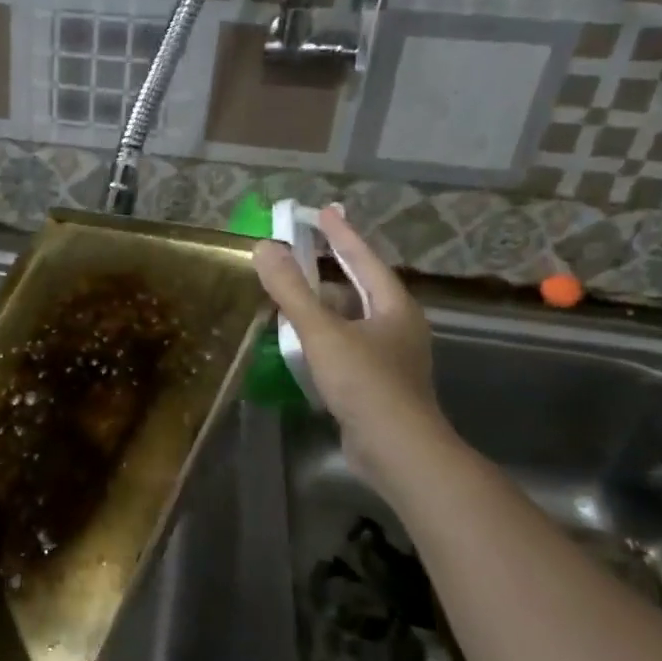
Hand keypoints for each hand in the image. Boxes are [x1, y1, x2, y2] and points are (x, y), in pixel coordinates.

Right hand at [252, 204, 449, 486]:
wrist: (397, 450)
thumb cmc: (364, 382)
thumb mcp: (322, 332)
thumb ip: (291, 290)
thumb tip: (263, 247)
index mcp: (394, 306)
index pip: (364, 258)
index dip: (341, 234)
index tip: (323, 210)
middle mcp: (398, 326)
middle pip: (362, 287)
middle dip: (334, 268)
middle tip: (307, 248)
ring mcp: (391, 357)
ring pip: (354, 319)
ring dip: (326, 305)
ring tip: (296, 294)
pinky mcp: (378, 384)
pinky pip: (347, 346)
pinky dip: (325, 336)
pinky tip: (302, 342)